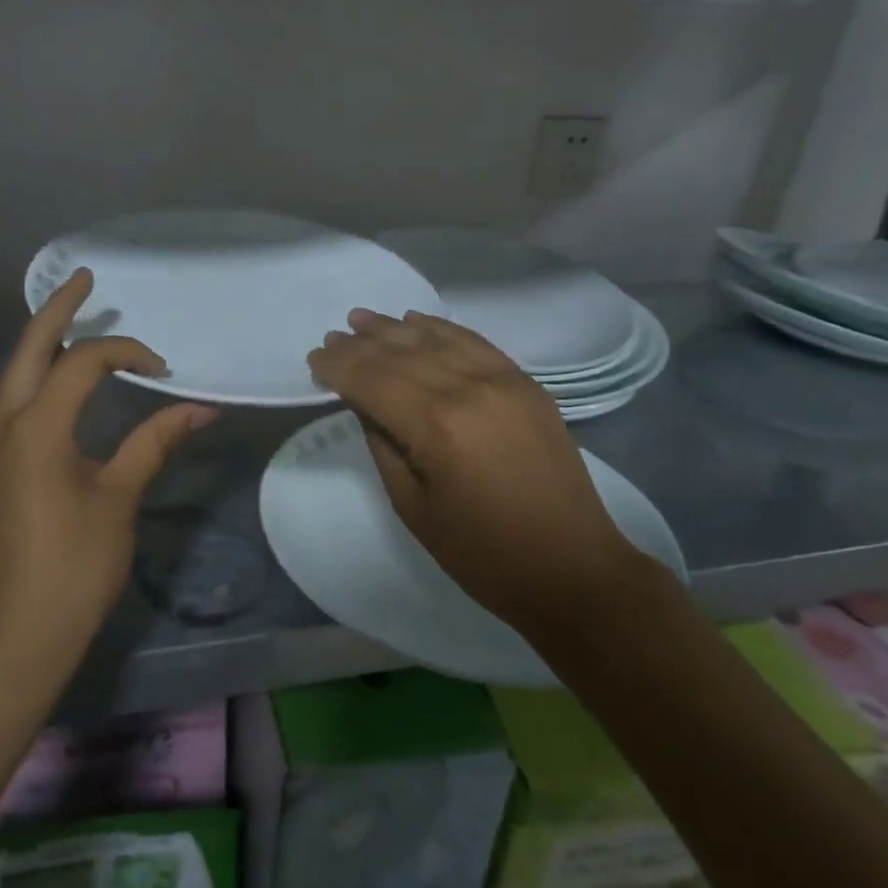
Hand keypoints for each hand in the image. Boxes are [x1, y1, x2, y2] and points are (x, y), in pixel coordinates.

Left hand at [0, 268, 215, 676]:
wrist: (17, 633)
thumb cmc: (73, 566)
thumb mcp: (119, 498)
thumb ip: (155, 442)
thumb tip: (200, 408)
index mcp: (37, 426)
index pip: (83, 361)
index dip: (127, 352)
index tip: (164, 369)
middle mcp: (7, 422)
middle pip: (30, 347)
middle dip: (57, 308)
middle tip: (85, 276)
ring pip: (18, 371)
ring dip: (46, 338)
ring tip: (77, 313)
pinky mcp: (1, 462)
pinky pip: (19, 397)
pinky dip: (42, 371)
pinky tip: (64, 374)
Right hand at [307, 309, 646, 633]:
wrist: (572, 568)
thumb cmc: (482, 554)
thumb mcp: (413, 507)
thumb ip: (383, 445)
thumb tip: (363, 403)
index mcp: (436, 426)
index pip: (373, 380)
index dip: (340, 366)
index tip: (315, 357)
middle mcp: (468, 390)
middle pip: (402, 355)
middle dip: (361, 344)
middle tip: (333, 336)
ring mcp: (503, 381)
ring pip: (437, 340)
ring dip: (396, 328)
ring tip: (364, 319)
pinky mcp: (526, 384)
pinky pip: (475, 343)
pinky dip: (442, 329)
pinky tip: (417, 322)